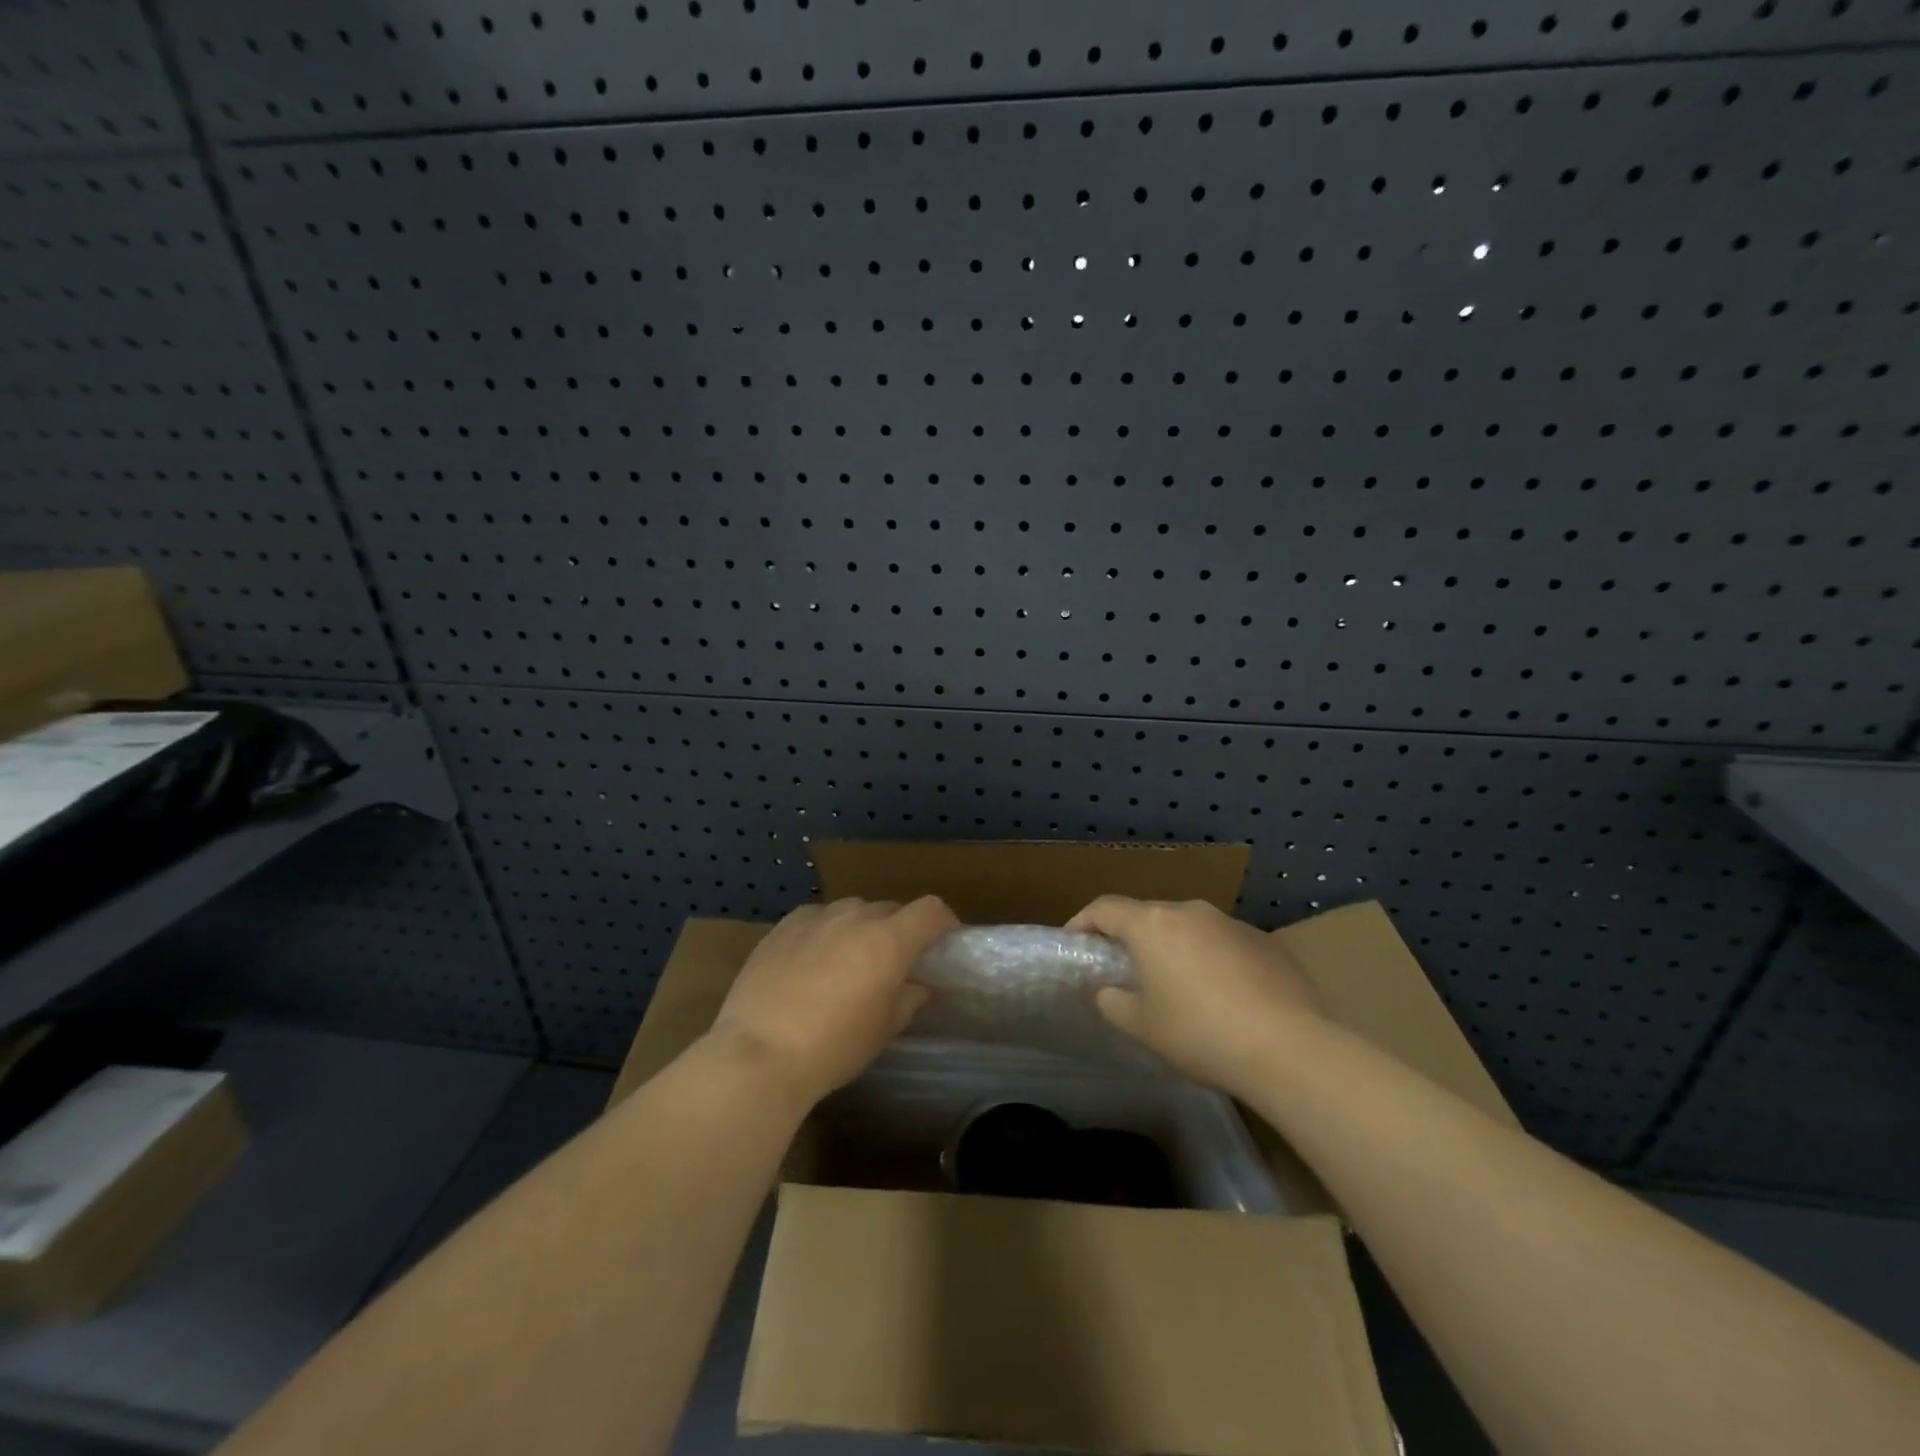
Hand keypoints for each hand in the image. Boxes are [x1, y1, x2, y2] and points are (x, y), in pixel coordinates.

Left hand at [706, 896, 956, 1105]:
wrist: (759, 1053)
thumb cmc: (834, 1046)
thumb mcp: (883, 1029)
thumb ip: (910, 999)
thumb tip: (923, 987)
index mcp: (889, 940)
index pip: (930, 910)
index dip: (943, 922)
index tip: (944, 942)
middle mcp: (855, 917)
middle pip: (890, 909)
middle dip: (900, 929)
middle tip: (894, 962)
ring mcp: (815, 918)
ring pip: (852, 909)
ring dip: (861, 926)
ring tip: (851, 959)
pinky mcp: (783, 927)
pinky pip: (816, 916)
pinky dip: (825, 929)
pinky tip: (813, 957)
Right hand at [1066, 897, 1324, 1098]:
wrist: (1291, 1048)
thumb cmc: (1201, 1033)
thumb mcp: (1143, 1026)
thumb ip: (1113, 1002)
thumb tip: (1108, 991)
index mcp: (1152, 924)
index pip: (1104, 908)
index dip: (1083, 922)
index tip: (1073, 942)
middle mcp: (1190, 911)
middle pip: (1148, 915)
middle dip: (1132, 937)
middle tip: (1126, 971)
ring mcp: (1232, 923)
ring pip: (1189, 927)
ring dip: (1175, 948)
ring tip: (1178, 986)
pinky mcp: (1266, 942)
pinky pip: (1224, 943)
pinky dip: (1212, 959)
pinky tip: (1224, 996)